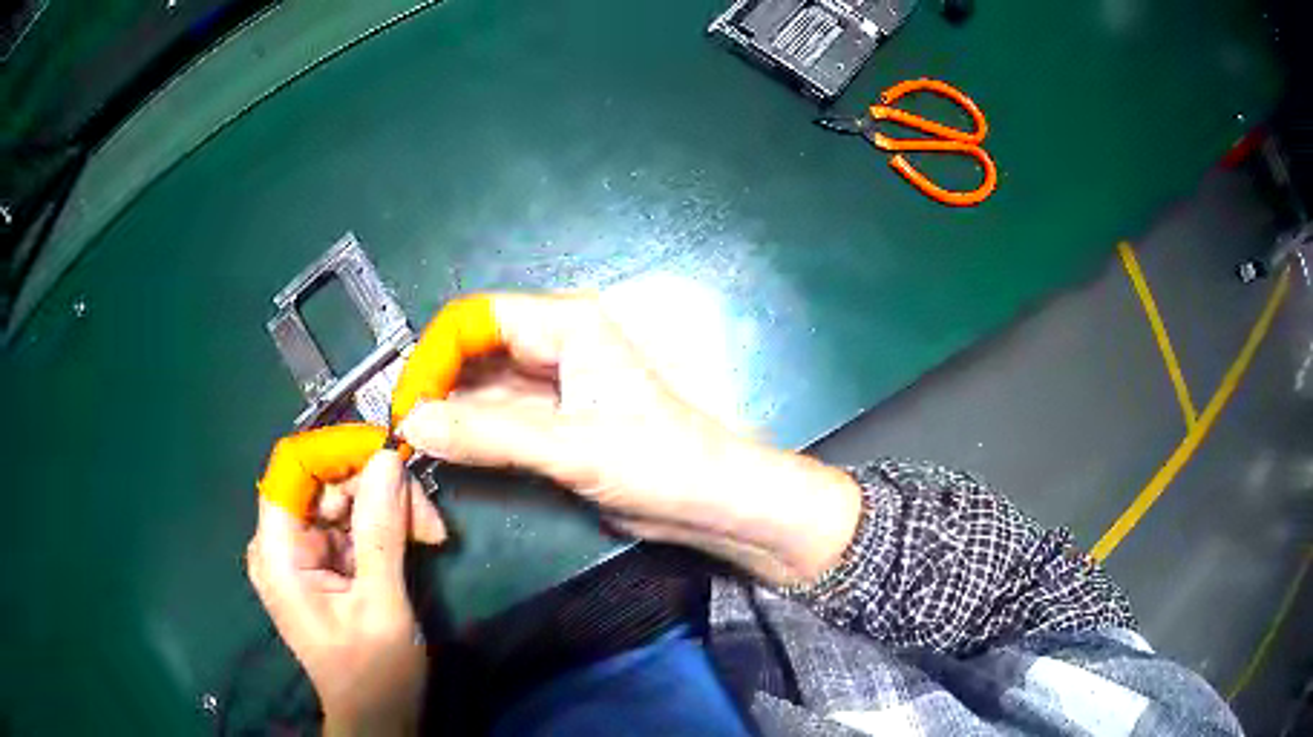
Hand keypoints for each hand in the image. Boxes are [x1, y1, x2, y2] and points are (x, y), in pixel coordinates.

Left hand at [246, 451, 445, 735]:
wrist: (376, 717)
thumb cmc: (374, 674)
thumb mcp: (382, 606)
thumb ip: (381, 532)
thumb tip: (388, 459)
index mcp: (277, 553)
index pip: (293, 467)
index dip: (338, 449)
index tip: (390, 456)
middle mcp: (280, 542)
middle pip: (322, 479)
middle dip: (375, 486)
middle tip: (427, 517)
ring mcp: (300, 550)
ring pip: (341, 495)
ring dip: (387, 506)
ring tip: (429, 534)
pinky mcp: (321, 559)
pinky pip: (350, 520)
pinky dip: (384, 524)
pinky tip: (415, 540)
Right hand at [397, 294, 861, 585]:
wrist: (709, 503)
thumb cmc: (659, 461)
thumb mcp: (571, 446)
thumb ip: (489, 434)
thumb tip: (413, 423)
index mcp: (566, 325)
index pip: (475, 320)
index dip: (434, 355)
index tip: (407, 402)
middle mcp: (555, 344)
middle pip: (474, 350)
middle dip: (435, 383)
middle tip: (400, 425)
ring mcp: (552, 385)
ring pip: (482, 386)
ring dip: (448, 410)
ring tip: (411, 440)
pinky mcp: (553, 422)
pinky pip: (497, 417)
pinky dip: (468, 431)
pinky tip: (442, 448)